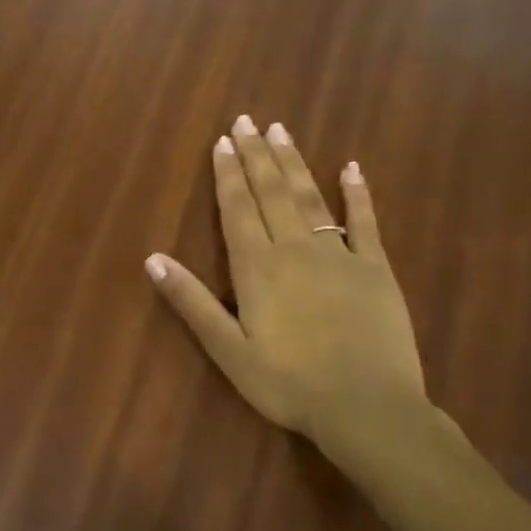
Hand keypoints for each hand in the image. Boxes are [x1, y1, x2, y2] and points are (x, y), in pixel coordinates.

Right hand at [146, 115, 436, 455]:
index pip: (237, 208)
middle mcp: (294, 249)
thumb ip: (191, 302)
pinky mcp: (376, 269)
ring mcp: (339, 255)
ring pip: (310, 198)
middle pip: (271, 192)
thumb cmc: (289, 383)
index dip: (227, 174)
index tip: (221, 141)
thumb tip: (153, 259)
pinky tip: (351, 168)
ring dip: (293, 163)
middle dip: (256, 155)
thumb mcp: (228, 350)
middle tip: (247, 121)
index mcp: (257, 267)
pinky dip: (358, 194)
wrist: (368, 409)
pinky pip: (365, 223)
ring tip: (280, 130)